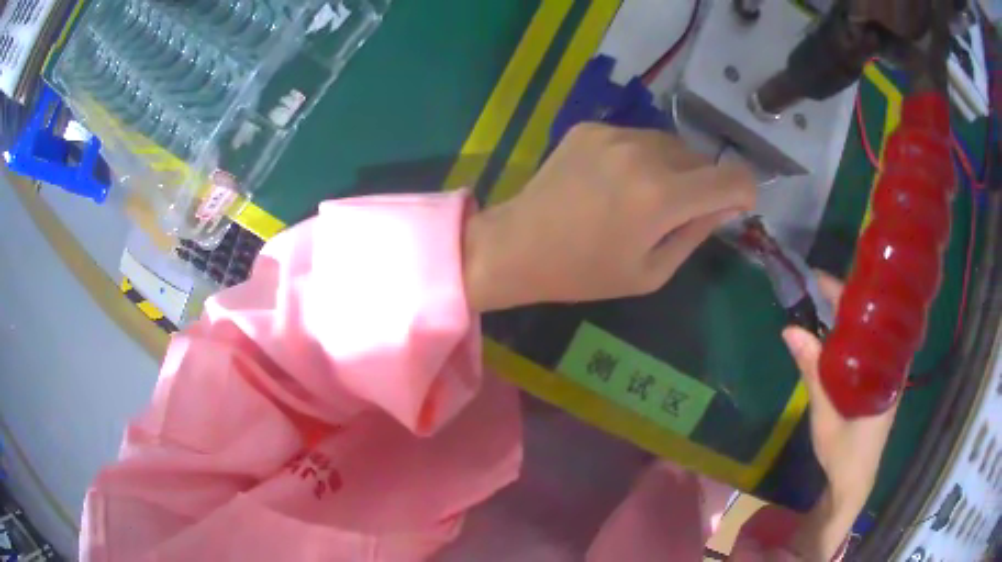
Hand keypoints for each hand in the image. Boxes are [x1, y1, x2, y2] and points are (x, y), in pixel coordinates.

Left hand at [464, 123, 755, 310]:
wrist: (518, 245)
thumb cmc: (585, 272)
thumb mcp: (652, 271)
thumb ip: (696, 233)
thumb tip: (727, 205)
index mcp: (662, 196)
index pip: (732, 178)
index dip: (744, 191)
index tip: (736, 206)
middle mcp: (643, 152)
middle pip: (702, 158)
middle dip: (704, 184)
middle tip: (679, 211)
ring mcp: (614, 133)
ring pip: (670, 143)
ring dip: (673, 167)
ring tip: (645, 196)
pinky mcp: (591, 126)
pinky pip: (636, 137)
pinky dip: (640, 157)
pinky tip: (614, 181)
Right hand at [782, 273, 900, 558]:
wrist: (854, 482)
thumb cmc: (844, 452)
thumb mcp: (826, 413)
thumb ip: (813, 370)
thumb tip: (790, 329)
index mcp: (887, 367)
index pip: (872, 315)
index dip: (848, 293)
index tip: (821, 278)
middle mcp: (891, 363)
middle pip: (872, 318)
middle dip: (845, 300)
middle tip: (814, 287)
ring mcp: (886, 373)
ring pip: (869, 332)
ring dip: (847, 316)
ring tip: (820, 303)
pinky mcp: (877, 383)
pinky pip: (866, 348)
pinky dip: (850, 335)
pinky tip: (834, 334)